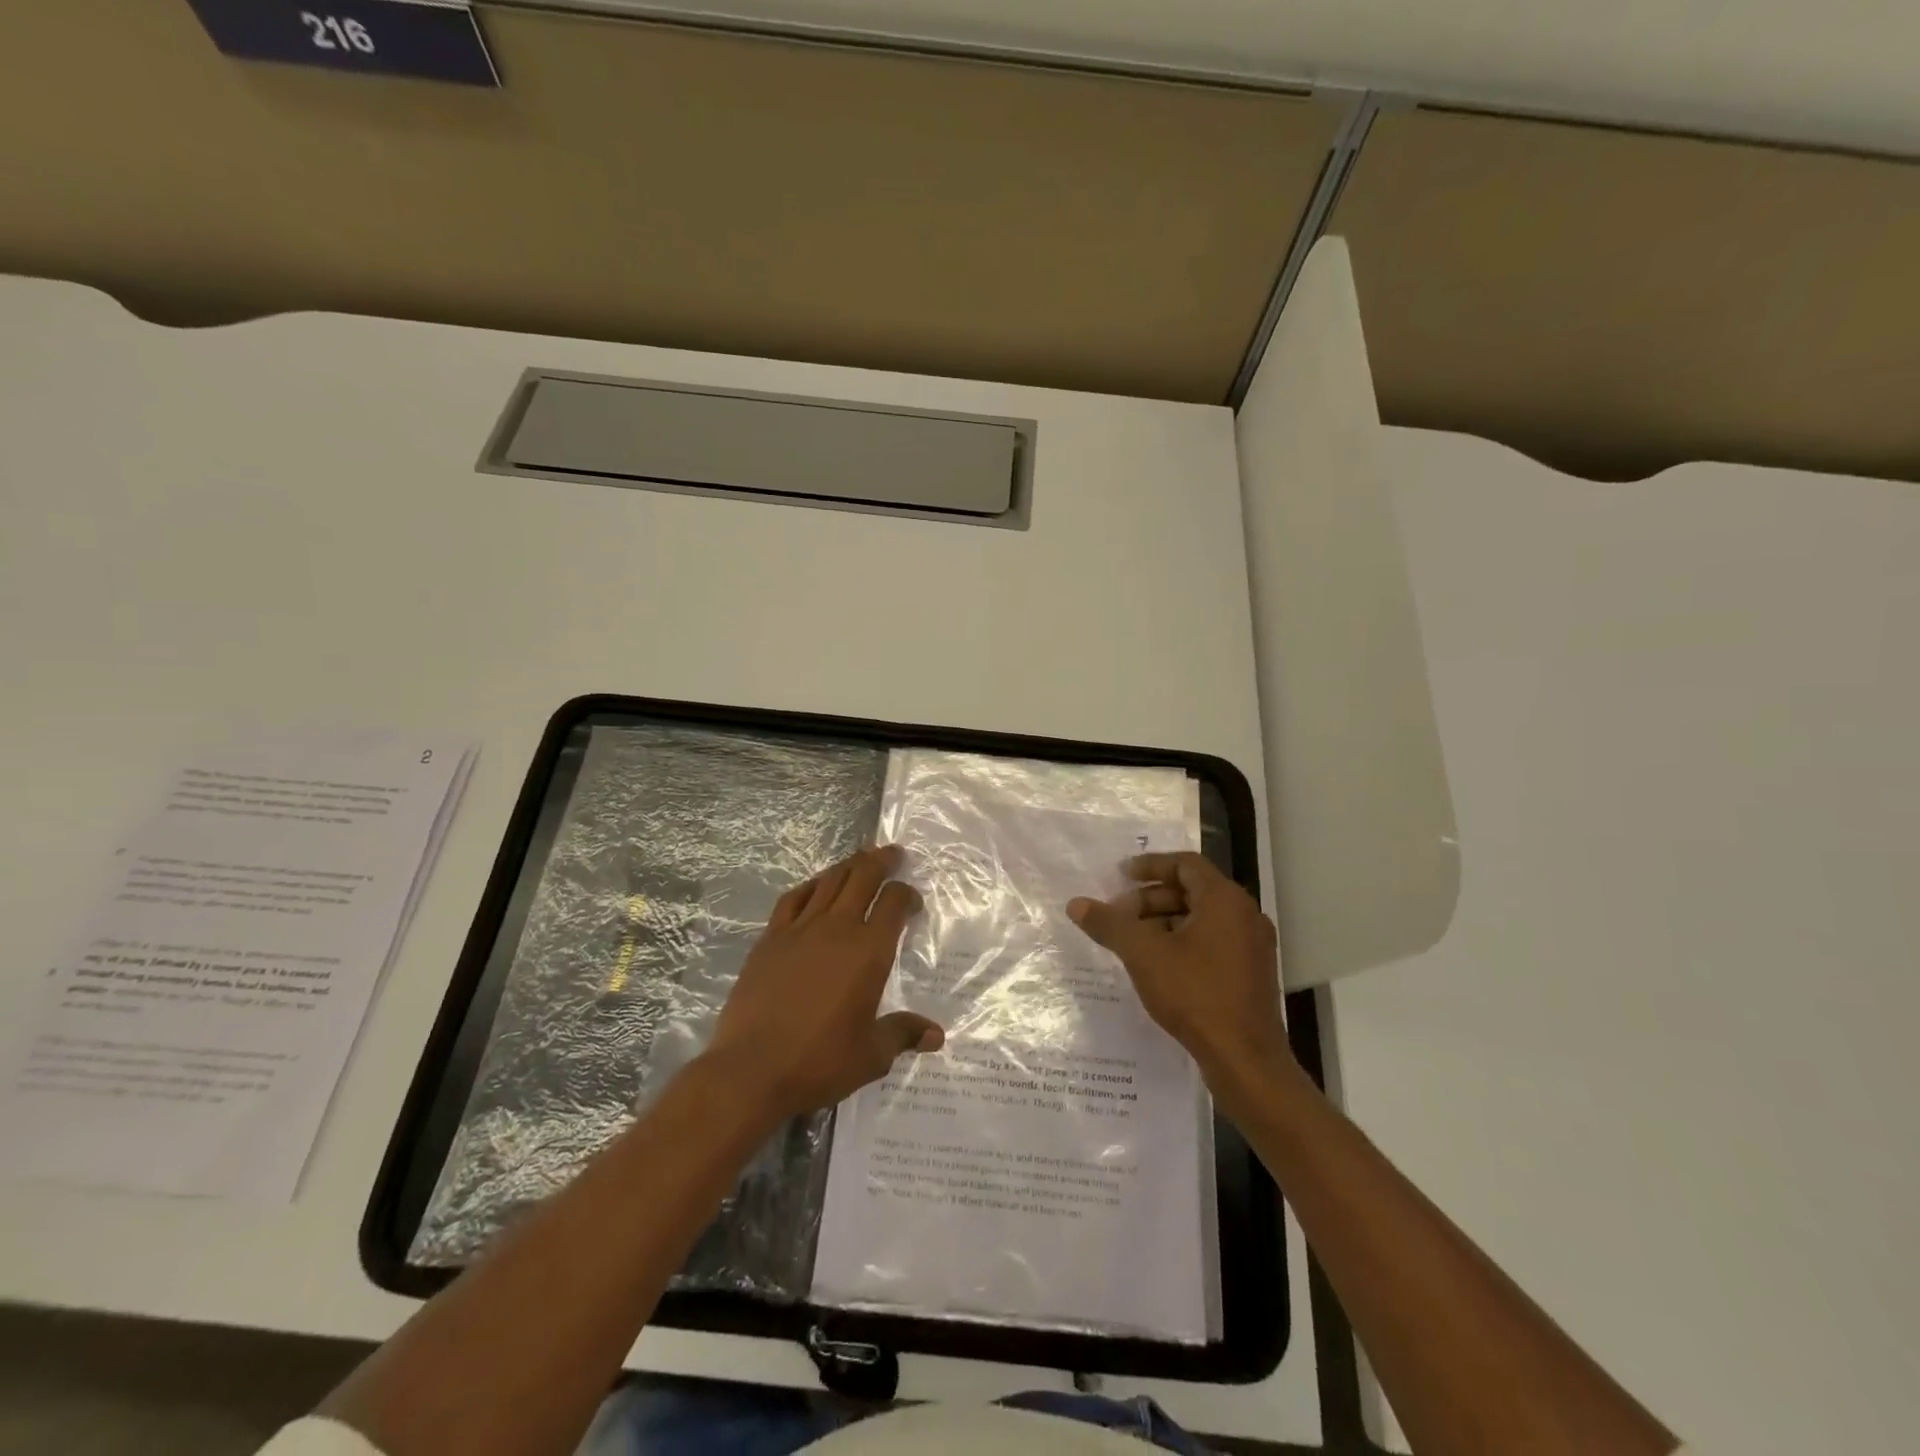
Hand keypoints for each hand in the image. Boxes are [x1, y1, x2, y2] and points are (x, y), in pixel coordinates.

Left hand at [702, 845, 943, 1123]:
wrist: (751, 1070)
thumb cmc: (819, 1062)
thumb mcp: (871, 1055)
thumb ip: (903, 1034)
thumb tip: (937, 1035)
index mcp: (869, 952)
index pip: (893, 903)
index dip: (907, 894)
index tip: (913, 903)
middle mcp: (837, 929)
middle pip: (863, 878)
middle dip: (882, 861)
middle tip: (893, 853)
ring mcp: (800, 930)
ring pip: (829, 881)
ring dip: (849, 866)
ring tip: (861, 858)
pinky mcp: (770, 939)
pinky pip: (794, 899)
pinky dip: (811, 885)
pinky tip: (816, 885)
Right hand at [1068, 852, 1289, 1085]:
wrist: (1245, 1060)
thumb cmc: (1195, 995)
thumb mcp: (1143, 954)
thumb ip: (1109, 924)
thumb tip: (1076, 903)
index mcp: (1225, 900)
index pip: (1185, 864)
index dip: (1150, 865)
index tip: (1120, 875)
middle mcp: (1245, 915)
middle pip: (1192, 890)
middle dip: (1151, 898)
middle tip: (1119, 914)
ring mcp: (1252, 946)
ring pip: (1202, 918)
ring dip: (1164, 921)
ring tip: (1132, 941)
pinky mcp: (1251, 974)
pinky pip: (1213, 941)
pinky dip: (1182, 942)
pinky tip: (1156, 964)